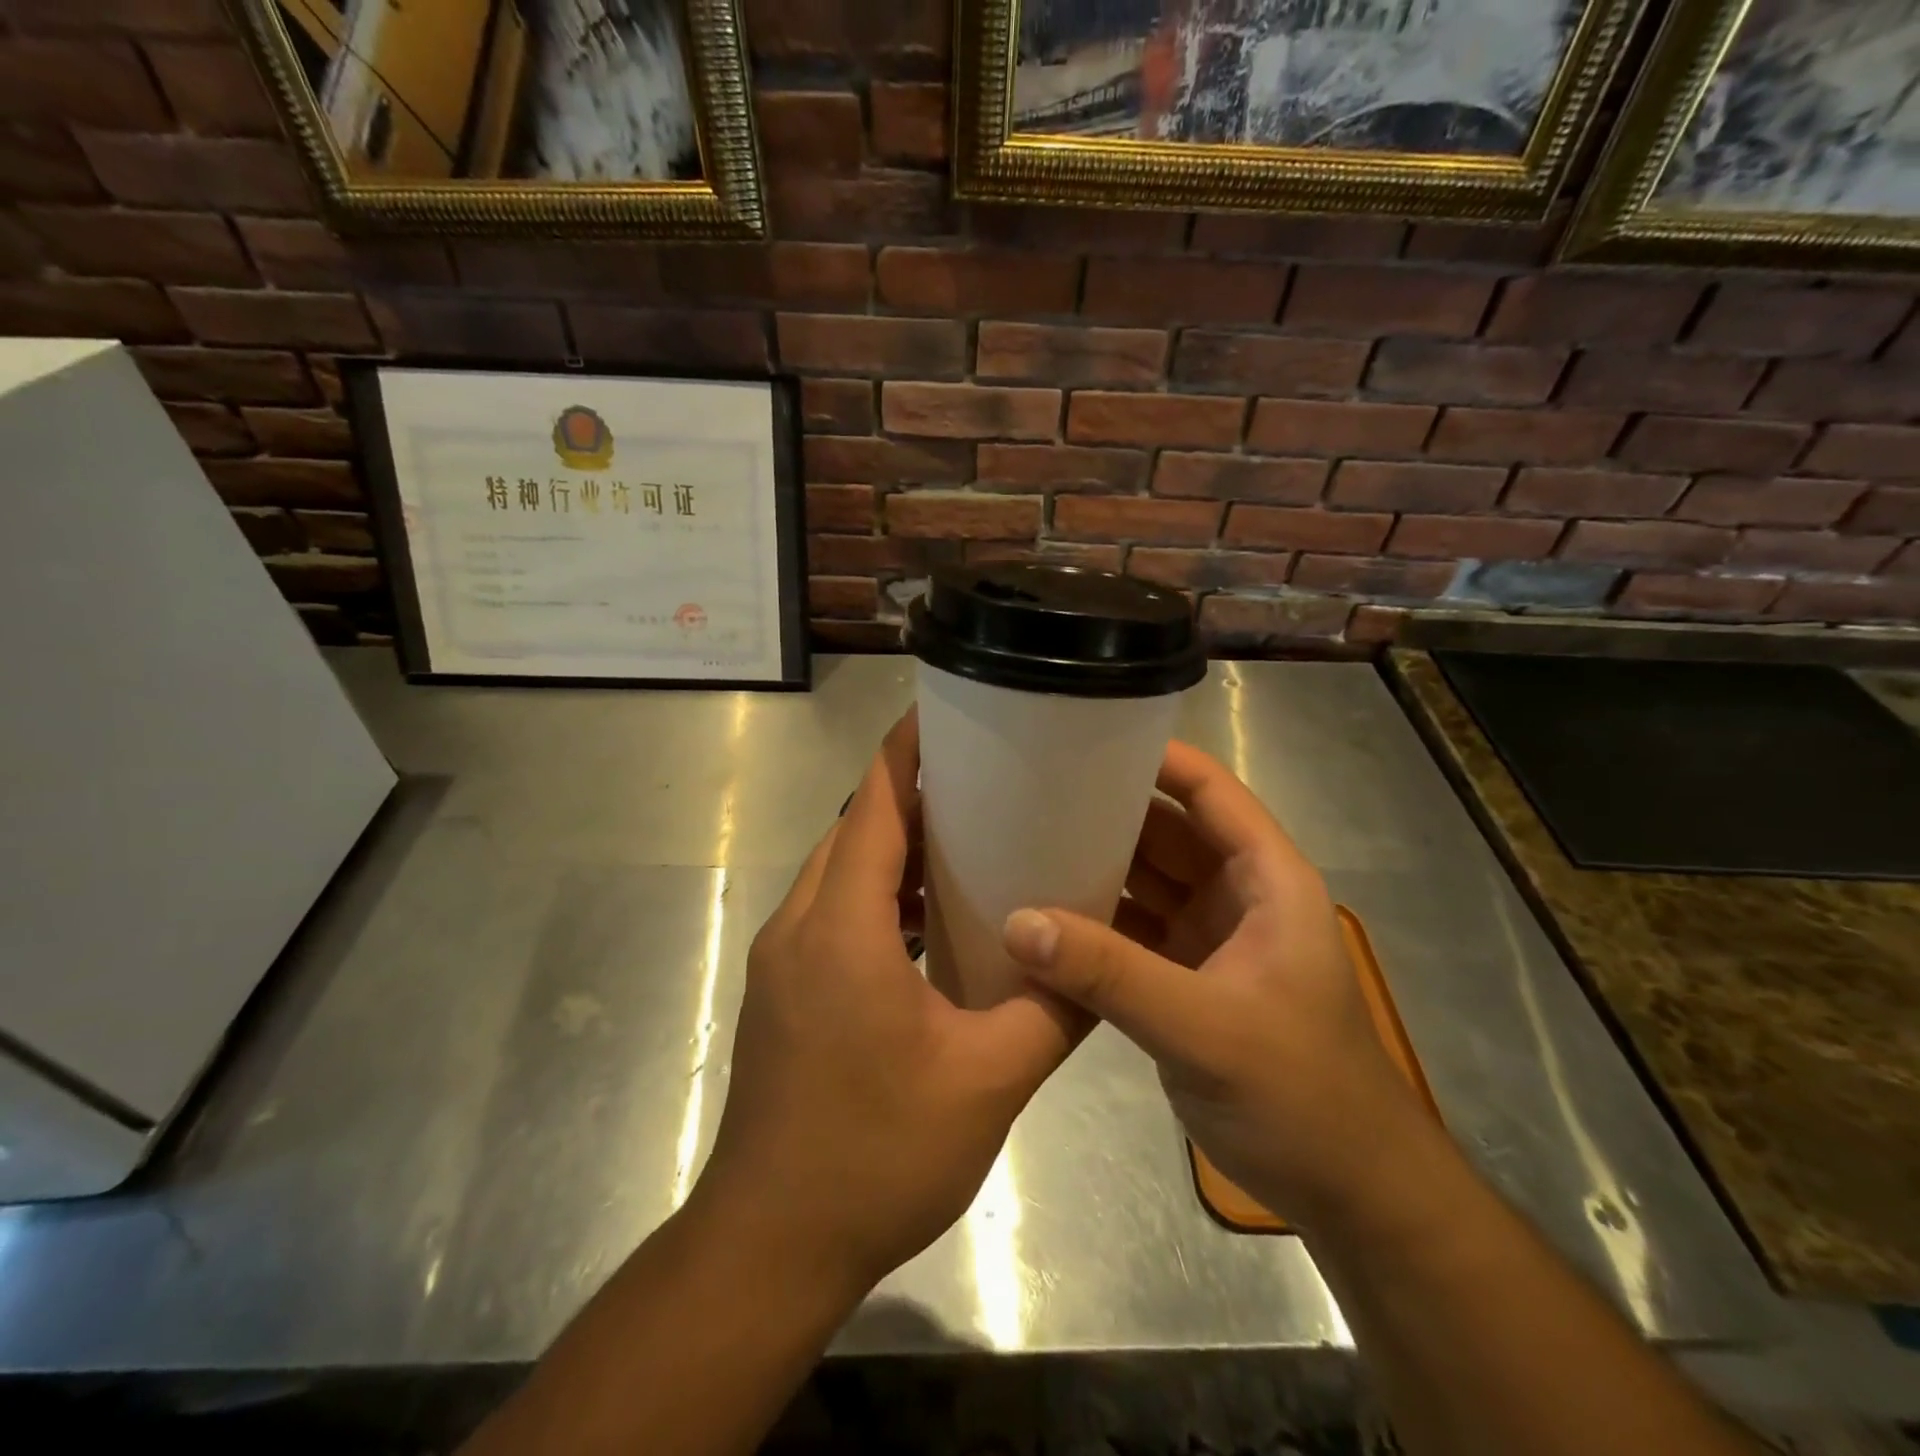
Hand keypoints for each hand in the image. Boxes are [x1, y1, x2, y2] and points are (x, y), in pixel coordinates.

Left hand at [696, 711, 1078, 1294]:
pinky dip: (878, 894)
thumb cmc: (876, 1155)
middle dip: (912, 794)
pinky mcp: (783, 989)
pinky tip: (929, 920)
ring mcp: (783, 958)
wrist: (770, 1244)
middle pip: (855, 828)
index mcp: (842, 926)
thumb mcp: (987, 1081)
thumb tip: (1100, 959)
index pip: (872, 803)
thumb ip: (1052, 1011)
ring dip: (894, 847)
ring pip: (841, 871)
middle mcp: (800, 924)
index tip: (950, 713)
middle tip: (986, 779)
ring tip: (967, 838)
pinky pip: (833, 911)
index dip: (908, 750)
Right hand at [1001, 741, 1427, 1229]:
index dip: (1156, 758)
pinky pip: (1130, 930)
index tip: (1087, 736)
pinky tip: (1040, 915)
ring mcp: (1208, 939)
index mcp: (1266, 880)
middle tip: (1031, 790)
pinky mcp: (1183, 979)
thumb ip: (1112, 973)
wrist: (1347, 1193)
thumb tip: (1020, 921)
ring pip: (1144, 881)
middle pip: (1165, 831)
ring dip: (1094, 865)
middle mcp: (1236, 896)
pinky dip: (1092, 922)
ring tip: (1023, 841)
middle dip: (1107, 810)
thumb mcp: (1205, 1028)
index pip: (1210, 793)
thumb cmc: (1301, 1094)